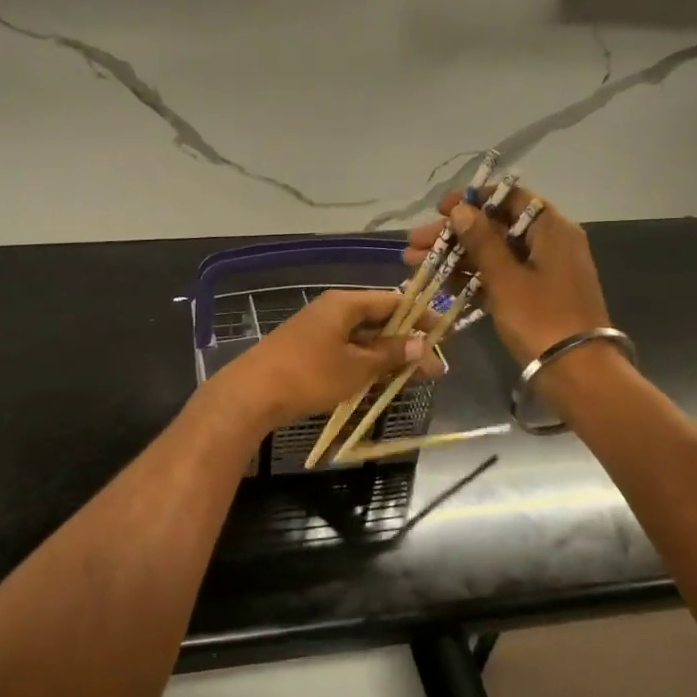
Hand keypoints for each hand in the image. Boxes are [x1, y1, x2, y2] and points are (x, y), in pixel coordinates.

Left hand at [210, 288, 440, 433]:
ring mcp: (316, 331)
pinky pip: (344, 352)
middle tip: (431, 367)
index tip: (445, 335)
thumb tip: (421, 344)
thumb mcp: (357, 367)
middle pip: (377, 320)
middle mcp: (331, 310)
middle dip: (405, 342)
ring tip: (411, 379)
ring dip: (385, 357)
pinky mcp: (305, 352)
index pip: (393, 301)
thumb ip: (390, 354)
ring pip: (361, 339)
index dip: (421, 317)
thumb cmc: (309, 375)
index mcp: (344, 303)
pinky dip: (363, 364)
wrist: (251, 395)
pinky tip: (377, 383)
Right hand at [404, 188, 610, 364]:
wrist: (576, 372)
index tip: (439, 210)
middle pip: (496, 228)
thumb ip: (481, 241)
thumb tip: (460, 209)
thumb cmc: (541, 318)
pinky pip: (499, 277)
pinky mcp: (533, 297)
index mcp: (552, 229)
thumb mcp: (506, 278)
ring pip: (492, 255)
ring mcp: (541, 272)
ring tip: (414, 263)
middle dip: (453, 235)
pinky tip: (439, 282)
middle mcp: (549, 243)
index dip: (473, 200)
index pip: (510, 199)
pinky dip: (471, 278)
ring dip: (455, 257)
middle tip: (414, 243)